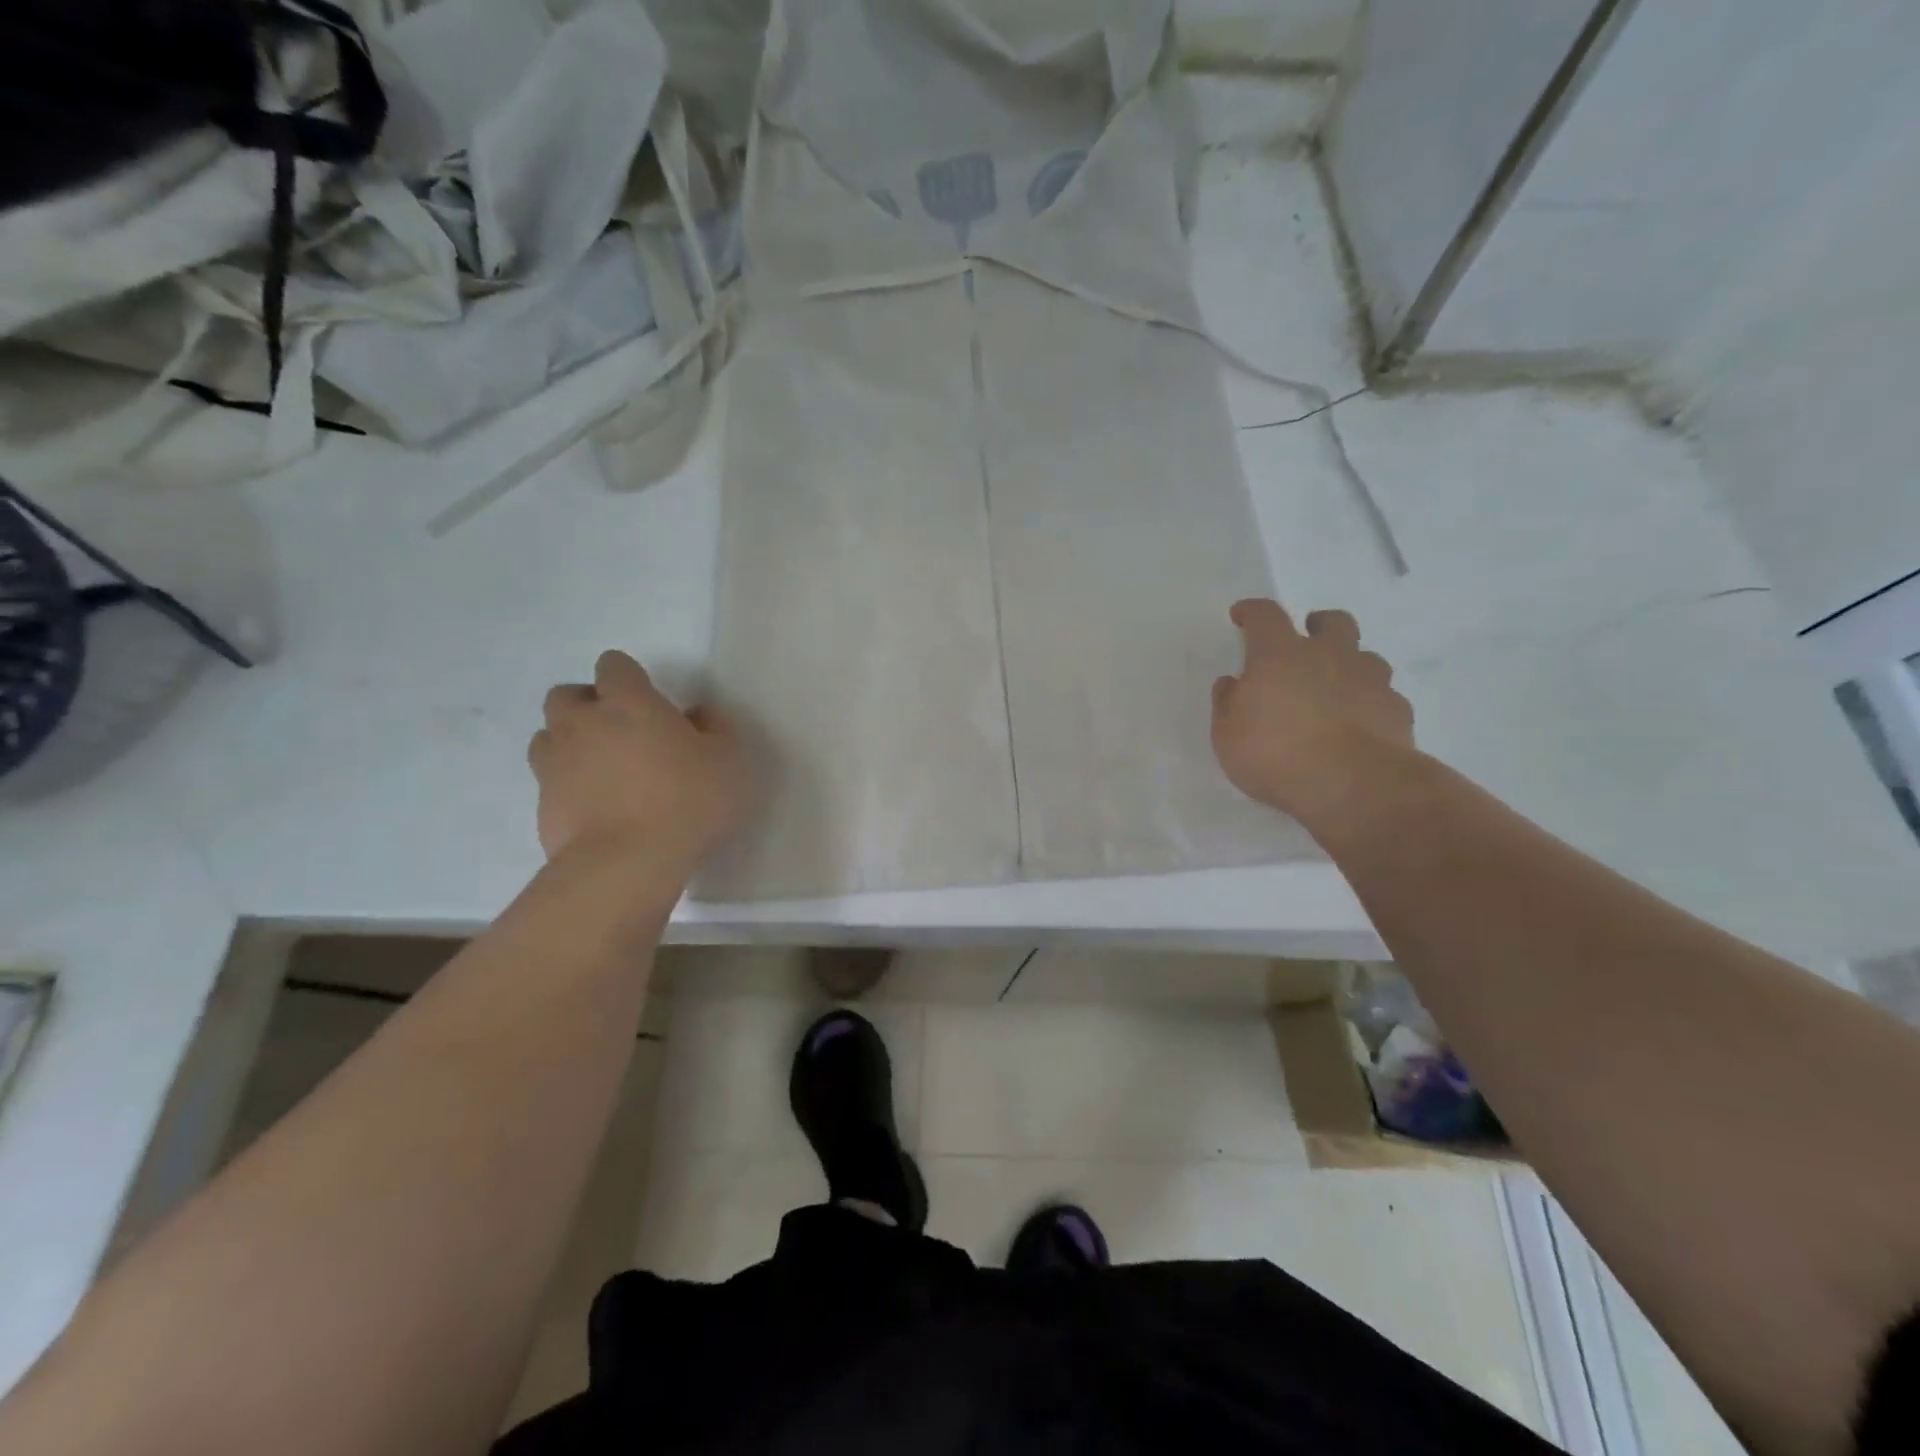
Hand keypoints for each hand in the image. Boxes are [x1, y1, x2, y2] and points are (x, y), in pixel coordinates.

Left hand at [528, 651, 751, 871]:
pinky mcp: (542, 804)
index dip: (629, 679)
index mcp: (629, 702)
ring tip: (601, 769)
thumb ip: (715, 728)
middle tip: (620, 732)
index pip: (613, 665)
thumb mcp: (728, 760)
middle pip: (566, 695)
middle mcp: (583, 723)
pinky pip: (549, 781)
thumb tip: (698, 713)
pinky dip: (567, 786)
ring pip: (547, 736)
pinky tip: (595, 807)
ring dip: (569, 743)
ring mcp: (555, 763)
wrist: (627, 864)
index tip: (650, 703)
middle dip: (587, 706)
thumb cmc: (687, 801)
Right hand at [1211, 600, 1415, 823]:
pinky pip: (1383, 695)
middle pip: (1332, 622)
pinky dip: (1370, 702)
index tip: (1242, 615)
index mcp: (1279, 655)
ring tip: (1335, 690)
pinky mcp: (1397, 709)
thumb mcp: (1227, 736)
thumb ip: (1228, 704)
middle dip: (1317, 625)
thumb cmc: (1276, 755)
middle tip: (1306, 643)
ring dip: (1349, 665)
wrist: (1353, 785)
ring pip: (1365, 656)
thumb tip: (1232, 683)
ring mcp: (1369, 680)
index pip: (1265, 616)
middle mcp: (1328, 656)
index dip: (1252, 612)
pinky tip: (1359, 724)